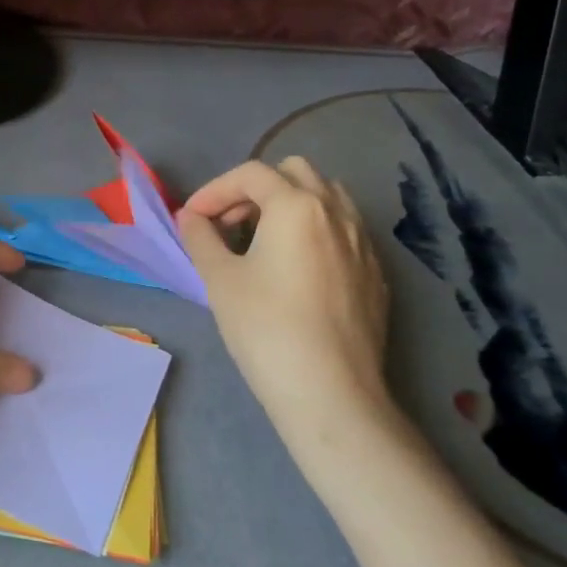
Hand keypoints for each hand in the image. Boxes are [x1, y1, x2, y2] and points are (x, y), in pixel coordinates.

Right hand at [177, 157, 393, 442]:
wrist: (331, 393)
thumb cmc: (266, 328)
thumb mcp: (219, 279)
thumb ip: (200, 237)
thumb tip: (191, 217)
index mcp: (296, 206)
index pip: (250, 174)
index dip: (215, 190)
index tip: (193, 218)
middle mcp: (336, 212)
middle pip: (294, 172)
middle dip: (256, 188)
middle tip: (230, 222)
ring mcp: (363, 242)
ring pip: (326, 197)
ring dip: (290, 204)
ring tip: (264, 239)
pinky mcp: (376, 274)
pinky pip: (344, 231)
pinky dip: (315, 231)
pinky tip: (297, 269)